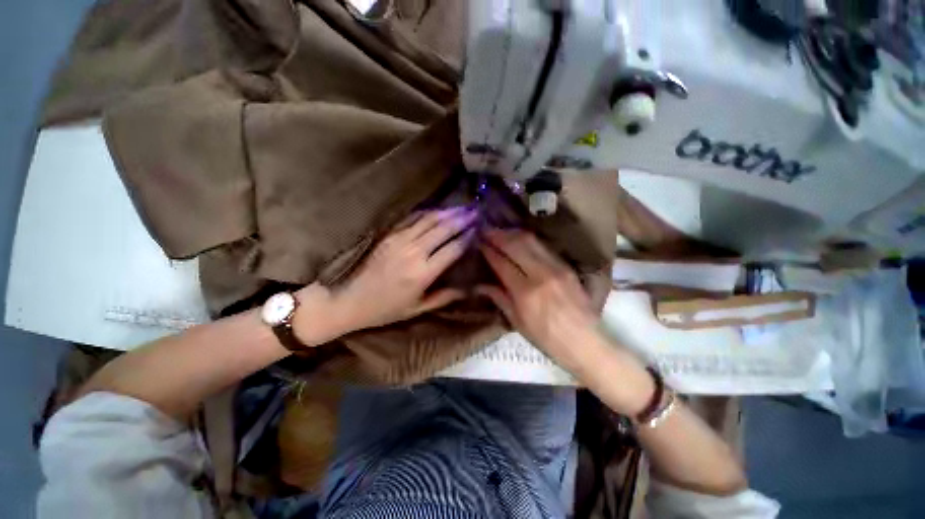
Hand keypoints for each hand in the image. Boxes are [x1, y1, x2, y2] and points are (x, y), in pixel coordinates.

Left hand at [303, 207, 476, 335]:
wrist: (348, 300)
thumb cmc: (385, 309)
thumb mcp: (418, 309)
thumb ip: (445, 297)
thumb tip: (468, 289)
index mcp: (423, 273)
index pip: (452, 249)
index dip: (467, 237)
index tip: (479, 228)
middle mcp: (413, 252)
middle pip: (443, 229)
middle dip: (462, 219)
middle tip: (475, 211)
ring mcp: (399, 240)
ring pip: (428, 220)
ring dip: (447, 212)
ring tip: (461, 206)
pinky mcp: (388, 235)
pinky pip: (412, 219)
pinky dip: (427, 213)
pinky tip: (437, 210)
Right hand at [478, 229, 599, 367]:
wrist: (585, 343)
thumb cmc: (547, 339)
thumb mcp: (517, 322)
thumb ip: (499, 298)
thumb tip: (480, 284)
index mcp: (525, 293)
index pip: (502, 263)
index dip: (488, 250)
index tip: (478, 242)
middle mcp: (541, 274)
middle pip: (516, 244)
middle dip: (498, 235)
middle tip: (486, 230)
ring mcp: (557, 267)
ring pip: (531, 240)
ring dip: (512, 233)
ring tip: (500, 232)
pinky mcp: (567, 266)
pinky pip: (543, 246)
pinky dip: (528, 240)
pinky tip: (520, 239)